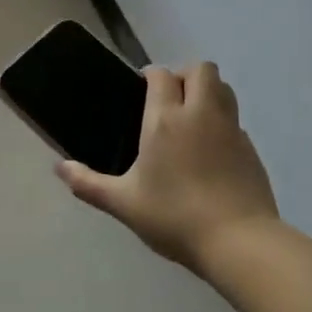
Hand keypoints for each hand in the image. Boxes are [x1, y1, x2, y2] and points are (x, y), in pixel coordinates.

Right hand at [58, 62, 278, 270]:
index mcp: (165, 120)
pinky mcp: (251, 149)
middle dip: (184, 75)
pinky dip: (222, 124)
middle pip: (201, 69)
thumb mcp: (123, 203)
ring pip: (224, 89)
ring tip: (189, 120)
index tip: (139, 91)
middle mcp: (200, 114)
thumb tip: (59, 168)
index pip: (161, 75)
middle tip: (168, 101)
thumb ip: (88, 183)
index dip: (150, 76)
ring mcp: (231, 130)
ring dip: (207, 92)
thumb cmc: (174, 217)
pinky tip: (209, 153)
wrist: (239, 242)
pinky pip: (235, 120)